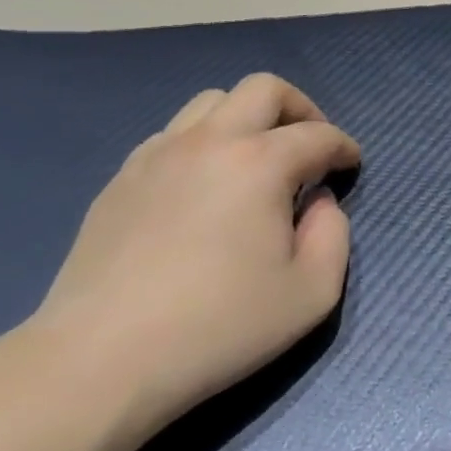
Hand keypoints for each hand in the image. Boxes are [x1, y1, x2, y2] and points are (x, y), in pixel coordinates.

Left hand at [28, 74, 360, 427]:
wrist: (100, 361)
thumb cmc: (218, 327)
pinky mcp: (122, 178)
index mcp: (260, 163)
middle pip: (264, 88)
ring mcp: (158, 155)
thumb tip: (319, 202)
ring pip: (212, 102)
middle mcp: (210, 141)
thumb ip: (334, 235)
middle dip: (300, 108)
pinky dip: (204, 143)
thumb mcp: (311, 293)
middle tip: (310, 146)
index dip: (343, 147)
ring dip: (247, 119)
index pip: (317, 134)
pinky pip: (174, 134)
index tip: (350, 166)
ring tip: (256, 161)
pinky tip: (205, 186)